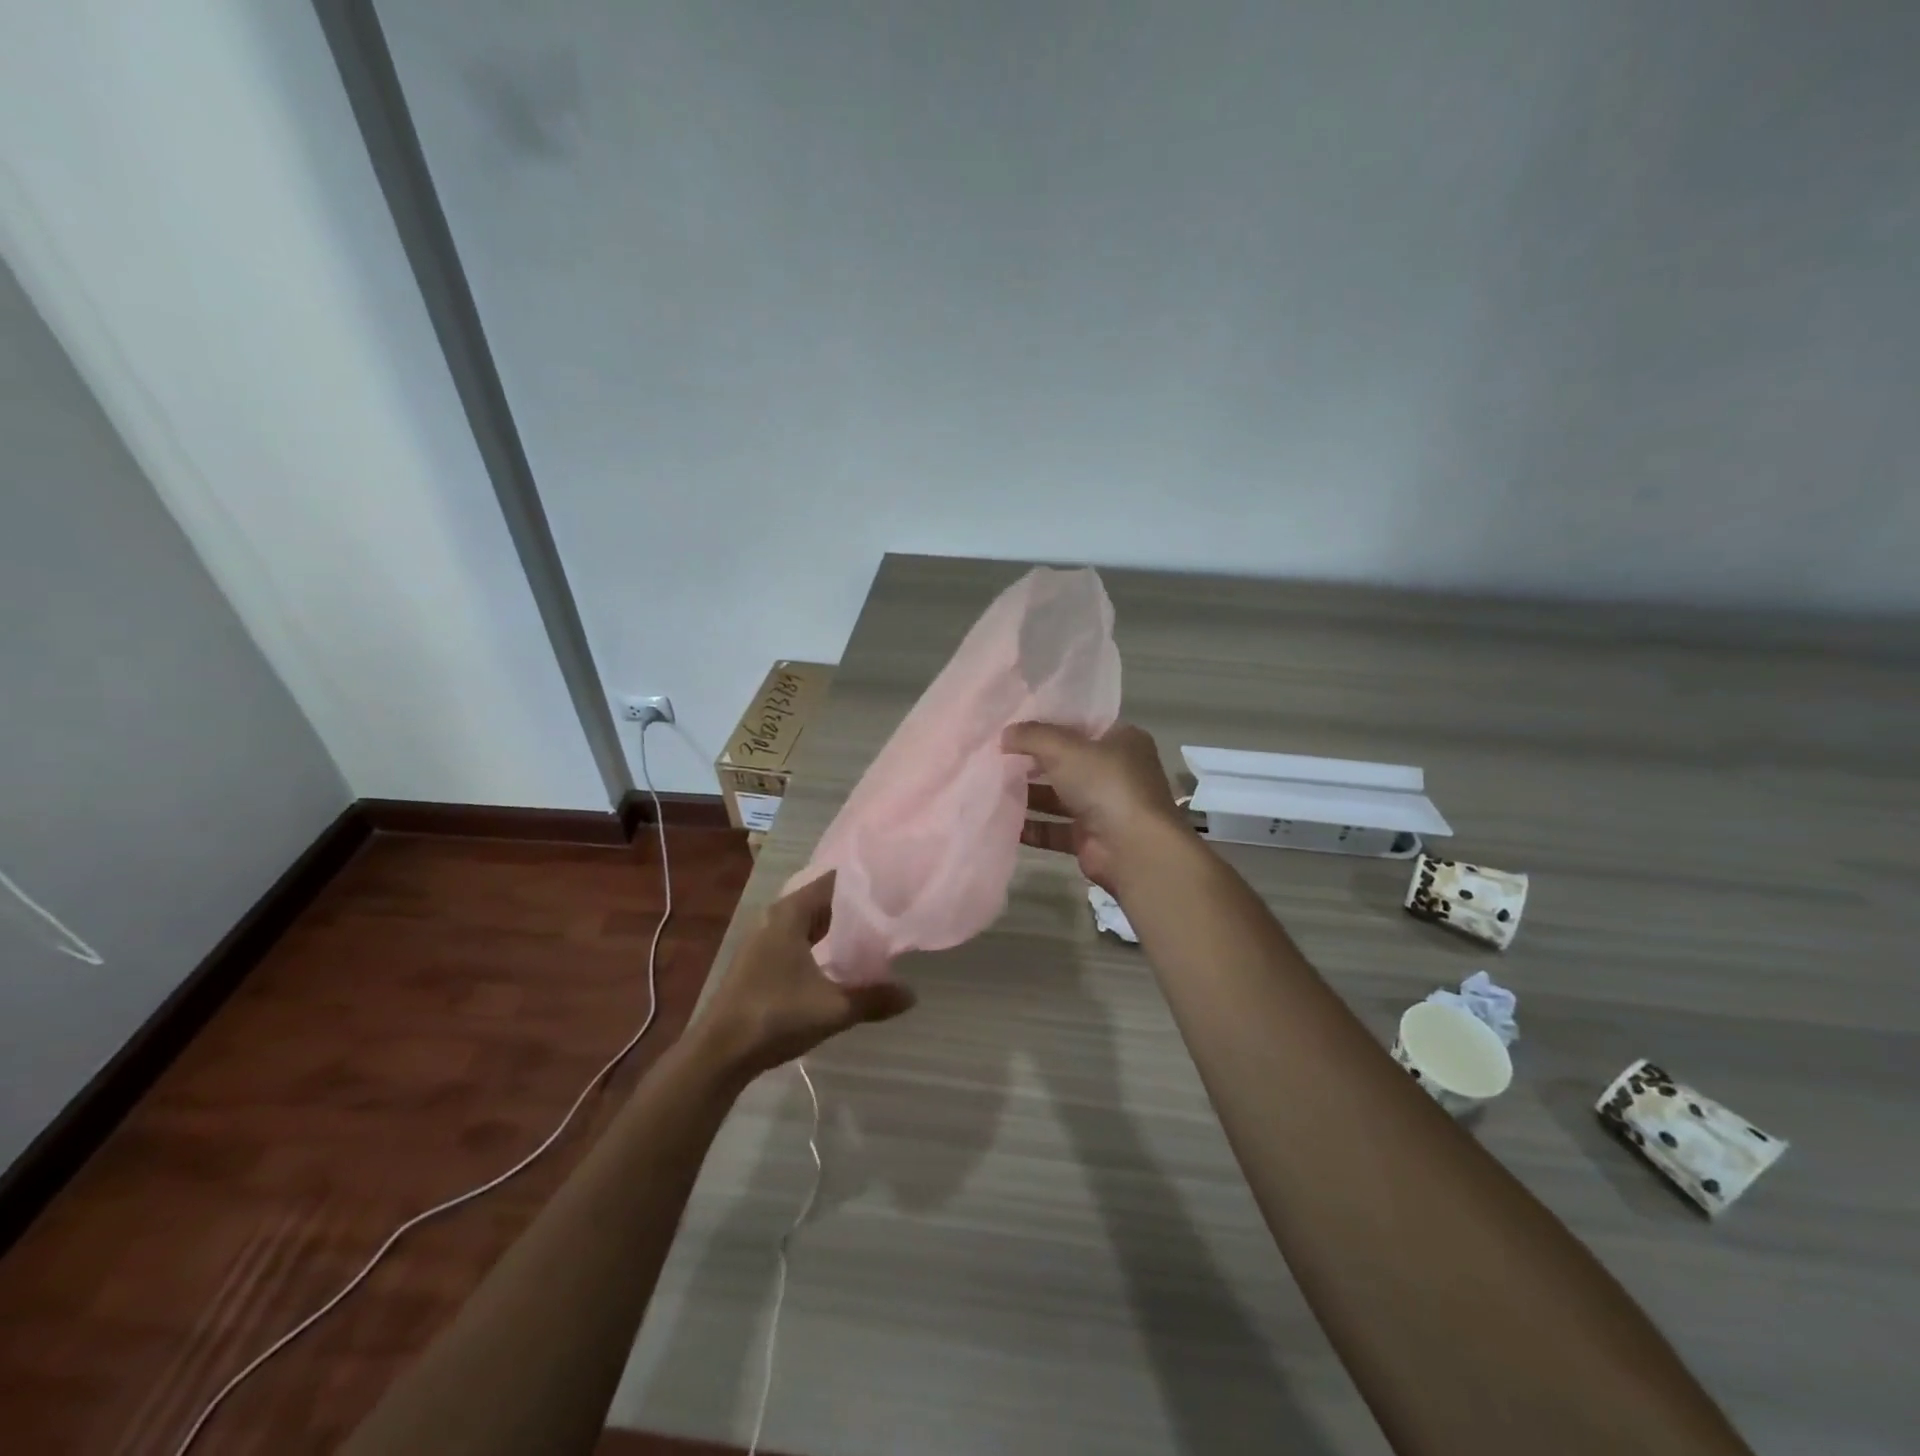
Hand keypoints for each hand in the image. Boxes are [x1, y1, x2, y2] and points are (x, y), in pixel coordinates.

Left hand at [693, 871, 916, 1078]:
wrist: (719, 1053)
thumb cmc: (775, 1016)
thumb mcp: (833, 1008)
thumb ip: (873, 999)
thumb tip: (912, 995)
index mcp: (790, 914)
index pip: (832, 882)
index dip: (861, 881)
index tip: (892, 883)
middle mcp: (775, 918)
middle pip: (821, 900)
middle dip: (853, 904)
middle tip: (890, 907)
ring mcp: (764, 940)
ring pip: (808, 921)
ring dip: (836, 925)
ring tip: (873, 930)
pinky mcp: (760, 962)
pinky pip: (798, 939)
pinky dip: (821, 941)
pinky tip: (840, 958)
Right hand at [1004, 721, 1187, 892]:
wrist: (1134, 849)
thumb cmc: (1105, 784)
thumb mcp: (1064, 747)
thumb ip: (1032, 736)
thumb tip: (1005, 734)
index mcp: (1121, 740)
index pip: (1081, 725)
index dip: (1048, 723)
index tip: (1014, 724)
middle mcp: (1116, 771)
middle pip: (1067, 761)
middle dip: (1033, 761)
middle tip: (996, 755)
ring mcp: (1104, 806)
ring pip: (1059, 796)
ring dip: (1029, 794)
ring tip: (991, 786)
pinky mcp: (1091, 838)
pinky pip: (1054, 828)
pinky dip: (1032, 826)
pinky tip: (1001, 820)